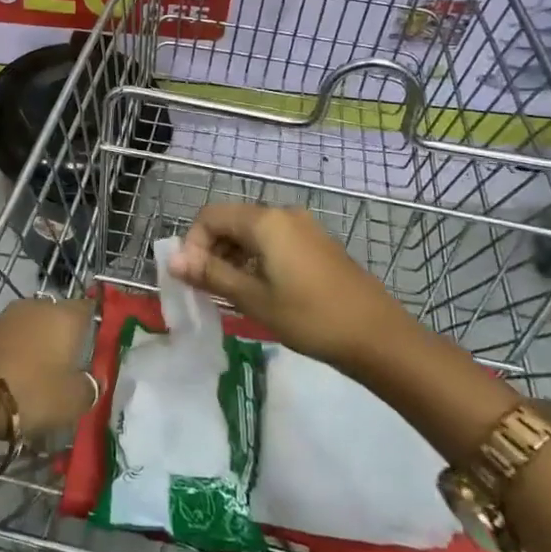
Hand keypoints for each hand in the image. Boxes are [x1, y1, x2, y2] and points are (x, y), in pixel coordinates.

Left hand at [0, 297, 97, 438]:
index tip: (96, 344)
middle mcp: (38, 305)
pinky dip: (10, 352)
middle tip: (65, 366)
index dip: (94, 324)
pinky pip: (6, 338)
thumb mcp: (73, 401)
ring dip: (33, 343)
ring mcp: (7, 314)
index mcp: (66, 316)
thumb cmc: (33, 391)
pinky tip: (8, 375)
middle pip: (56, 316)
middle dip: (60, 336)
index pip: (88, 308)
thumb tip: (93, 380)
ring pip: (29, 325)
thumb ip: (90, 387)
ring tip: (34, 374)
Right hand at [171, 203, 409, 367]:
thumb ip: (211, 275)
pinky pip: (274, 241)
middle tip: (208, 289)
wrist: (378, 337)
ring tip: (232, 293)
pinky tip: (261, 290)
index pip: (210, 216)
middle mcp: (283, 214)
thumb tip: (173, 260)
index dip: (193, 244)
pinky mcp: (317, 244)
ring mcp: (304, 227)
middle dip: (212, 250)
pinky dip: (257, 259)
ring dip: (233, 256)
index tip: (192, 279)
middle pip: (231, 221)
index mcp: (265, 221)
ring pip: (252, 232)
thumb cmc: (310, 317)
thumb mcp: (254, 299)